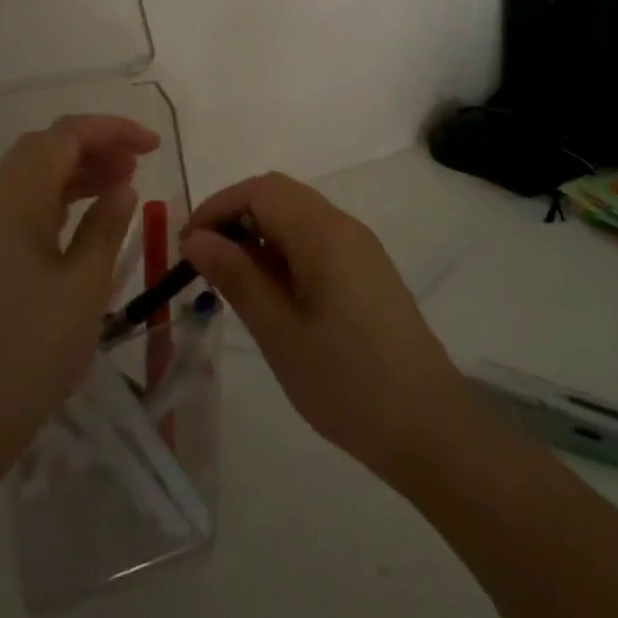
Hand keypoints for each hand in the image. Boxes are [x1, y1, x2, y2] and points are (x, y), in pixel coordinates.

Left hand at [0, 114, 158, 488]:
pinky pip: (23, 209)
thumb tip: (122, 187)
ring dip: (76, 172)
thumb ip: (106, 228)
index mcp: (14, 201)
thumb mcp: (82, 288)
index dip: (112, 130)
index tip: (154, 146)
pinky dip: (58, 201)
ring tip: (121, 187)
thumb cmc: (26, 354)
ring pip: (31, 178)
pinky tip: (84, 224)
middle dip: (93, 146)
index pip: (64, 136)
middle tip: (138, 165)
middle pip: (43, 149)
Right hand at [181, 172, 474, 484]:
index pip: (260, 190)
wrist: (429, 427)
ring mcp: (360, 248)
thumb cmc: (346, 382)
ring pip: (298, 217)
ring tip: (234, 283)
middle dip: (236, 218)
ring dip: (260, 235)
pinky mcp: (368, 271)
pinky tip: (273, 295)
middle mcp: (344, 226)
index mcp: (324, 232)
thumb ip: (236, 277)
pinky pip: (317, 240)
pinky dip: (284, 252)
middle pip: (280, 195)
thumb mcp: (279, 332)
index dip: (218, 207)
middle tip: (206, 265)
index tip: (187, 247)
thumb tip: (196, 238)